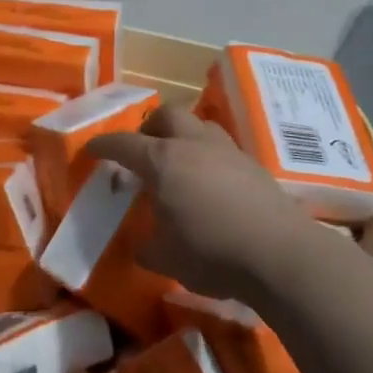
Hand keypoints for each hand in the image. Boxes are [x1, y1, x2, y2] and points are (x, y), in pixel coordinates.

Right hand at [85, 106, 319, 303]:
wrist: (279, 255)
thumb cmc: (210, 252)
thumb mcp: (164, 257)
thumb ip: (146, 245)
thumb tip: (142, 242)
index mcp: (162, 161)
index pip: (124, 144)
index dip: (104, 145)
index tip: (93, 149)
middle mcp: (193, 145)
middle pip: (168, 115)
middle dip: (150, 126)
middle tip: (144, 148)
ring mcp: (227, 151)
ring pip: (200, 125)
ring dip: (184, 135)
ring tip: (180, 161)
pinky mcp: (254, 166)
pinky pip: (223, 148)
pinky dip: (209, 157)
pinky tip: (211, 183)